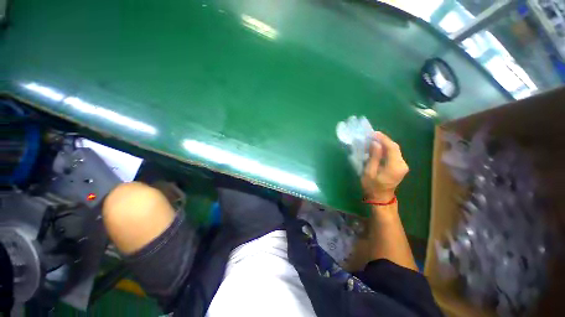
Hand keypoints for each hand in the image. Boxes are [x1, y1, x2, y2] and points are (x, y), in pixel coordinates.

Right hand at [361, 132, 408, 201]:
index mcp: (395, 166)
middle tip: (371, 136)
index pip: (391, 147)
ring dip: (384, 144)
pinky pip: (393, 154)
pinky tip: (377, 148)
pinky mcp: (400, 166)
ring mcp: (402, 165)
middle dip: (383, 140)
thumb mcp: (369, 172)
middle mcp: (402, 164)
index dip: (383, 138)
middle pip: (394, 147)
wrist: (381, 198)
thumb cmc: (373, 186)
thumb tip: (375, 143)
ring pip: (394, 149)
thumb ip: (374, 157)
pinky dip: (385, 149)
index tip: (373, 133)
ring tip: (372, 140)